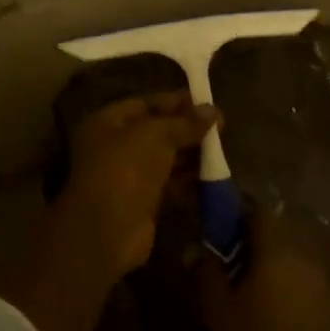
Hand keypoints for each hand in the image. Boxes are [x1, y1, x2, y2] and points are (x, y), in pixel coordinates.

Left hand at [4, 93, 217, 330]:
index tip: (207, 102)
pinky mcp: (143, 202)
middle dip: (187, 129)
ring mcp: (128, 176)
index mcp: (107, 123)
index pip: (145, 104)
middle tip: (222, 128)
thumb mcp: (155, 135)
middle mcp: (115, 147)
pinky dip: (189, 180)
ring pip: (165, 159)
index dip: (175, 101)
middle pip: (156, 132)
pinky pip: (170, 185)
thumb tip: (213, 111)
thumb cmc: (126, 168)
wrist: (108, 229)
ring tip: (222, 150)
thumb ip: (184, 122)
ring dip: (191, 155)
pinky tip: (213, 176)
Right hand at [197, 213, 329, 330]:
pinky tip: (269, 312)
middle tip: (225, 263)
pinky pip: (301, 282)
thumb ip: (208, 273)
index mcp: (275, 252)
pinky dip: (284, 286)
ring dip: (268, 266)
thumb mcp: (219, 311)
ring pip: (289, 260)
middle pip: (274, 235)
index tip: (217, 226)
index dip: (236, 213)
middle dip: (249, 243)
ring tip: (245, 291)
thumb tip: (198, 249)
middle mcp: (303, 258)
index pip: (257, 212)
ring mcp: (321, 283)